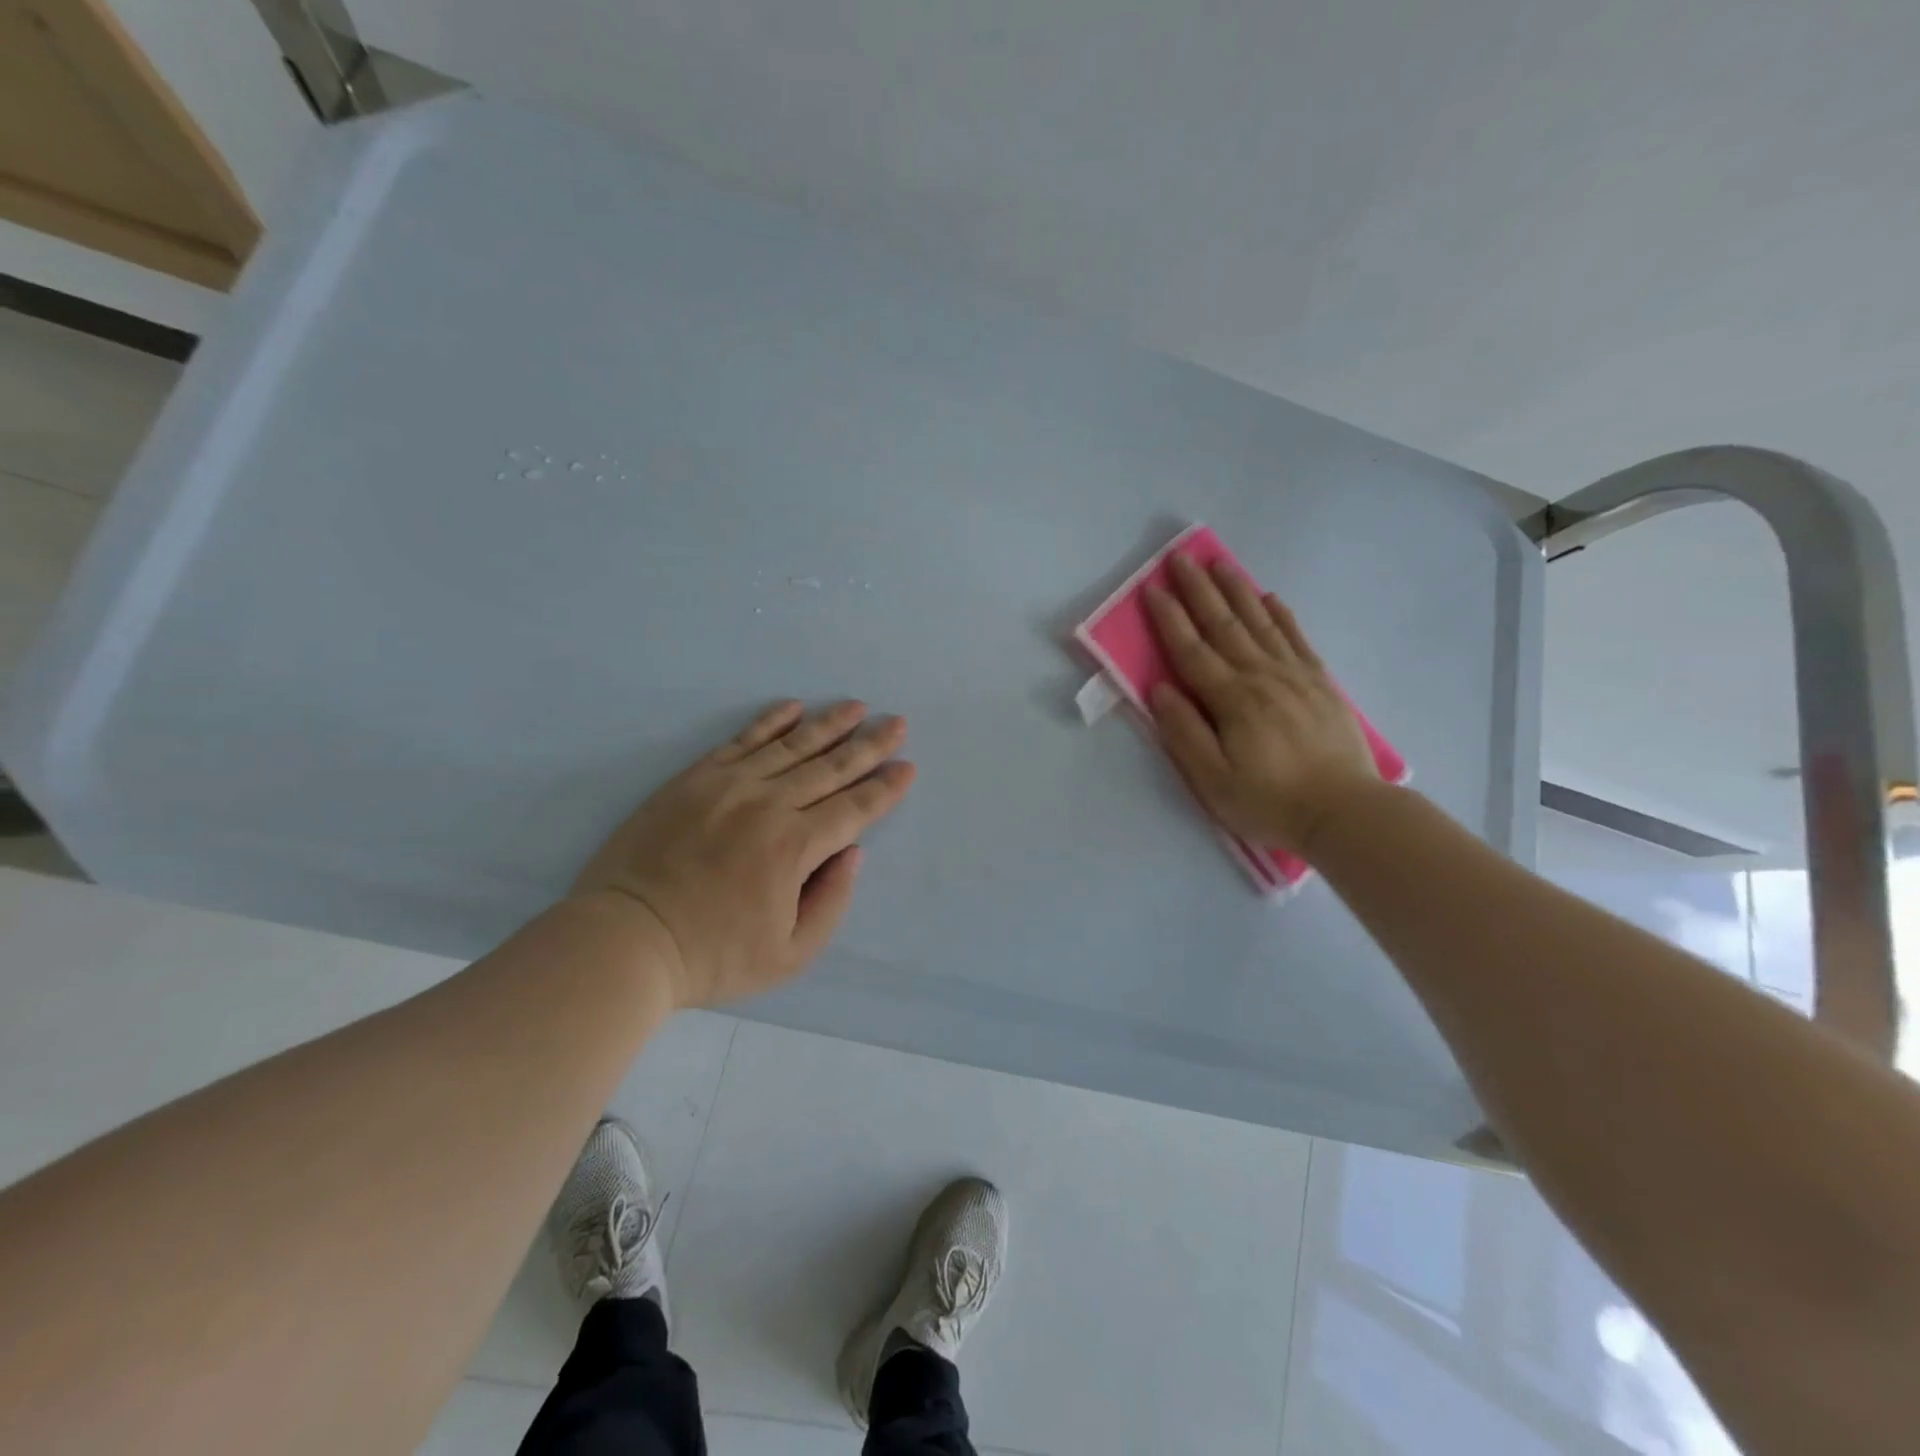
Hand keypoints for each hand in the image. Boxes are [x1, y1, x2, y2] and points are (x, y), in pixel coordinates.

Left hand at [571, 700, 915, 1007]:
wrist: (626, 938)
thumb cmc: (712, 956)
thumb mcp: (789, 955)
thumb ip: (831, 902)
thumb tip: (852, 852)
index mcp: (795, 848)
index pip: (854, 809)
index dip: (885, 788)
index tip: (907, 766)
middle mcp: (769, 805)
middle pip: (831, 768)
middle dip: (870, 745)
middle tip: (898, 723)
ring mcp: (729, 786)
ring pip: (792, 746)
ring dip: (829, 724)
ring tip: (857, 707)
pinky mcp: (696, 778)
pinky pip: (742, 740)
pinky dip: (771, 721)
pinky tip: (793, 707)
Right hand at [1144, 553, 1378, 856]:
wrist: (1346, 813)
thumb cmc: (1270, 802)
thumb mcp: (1213, 780)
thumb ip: (1184, 732)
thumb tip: (1160, 689)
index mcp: (1232, 700)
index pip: (1191, 651)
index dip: (1169, 619)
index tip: (1152, 588)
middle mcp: (1262, 676)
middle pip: (1224, 625)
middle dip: (1199, 590)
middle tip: (1181, 557)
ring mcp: (1295, 676)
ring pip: (1260, 622)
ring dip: (1236, 590)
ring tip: (1220, 562)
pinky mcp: (1320, 684)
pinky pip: (1296, 638)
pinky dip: (1280, 614)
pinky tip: (1269, 597)